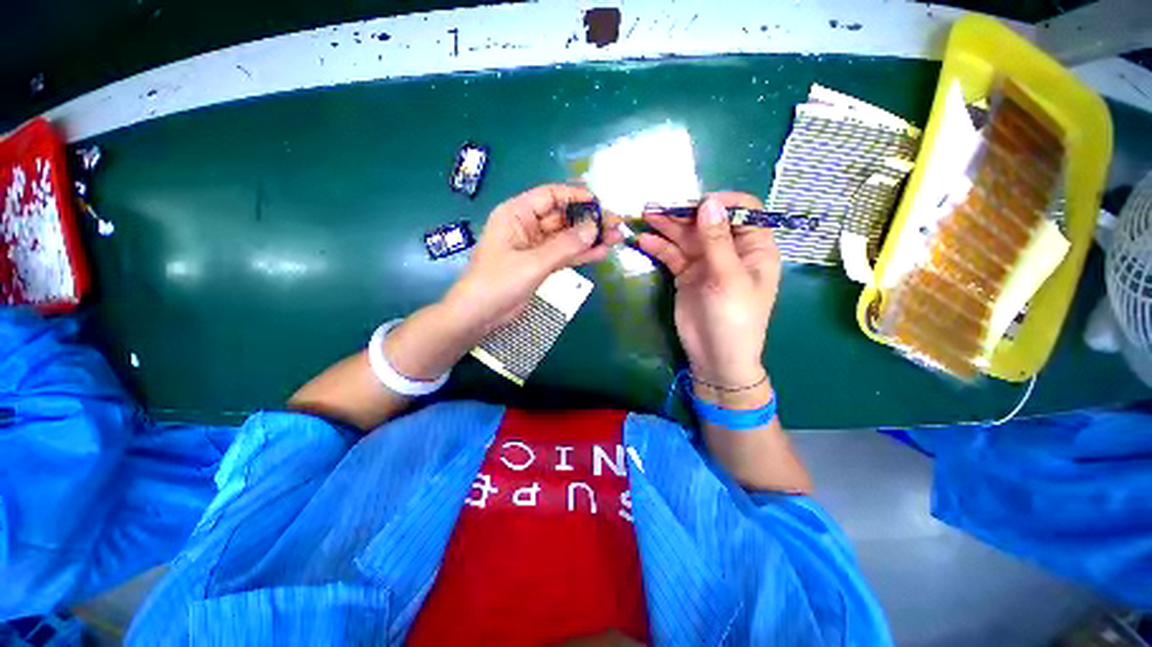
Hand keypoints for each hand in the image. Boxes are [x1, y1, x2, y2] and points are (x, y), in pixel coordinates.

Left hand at [441, 184, 621, 339]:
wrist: (480, 314)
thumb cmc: (498, 282)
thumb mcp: (533, 262)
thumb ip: (564, 246)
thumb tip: (593, 228)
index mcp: (516, 214)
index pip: (550, 196)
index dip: (575, 197)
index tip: (600, 203)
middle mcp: (526, 226)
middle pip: (562, 217)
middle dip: (588, 221)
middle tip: (616, 225)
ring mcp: (534, 247)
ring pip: (566, 238)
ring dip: (589, 238)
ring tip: (615, 239)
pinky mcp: (540, 264)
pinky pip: (563, 255)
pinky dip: (580, 254)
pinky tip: (601, 253)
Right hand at [637, 193, 779, 388]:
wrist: (714, 356)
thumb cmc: (734, 318)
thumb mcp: (728, 278)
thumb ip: (717, 240)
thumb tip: (708, 202)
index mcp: (754, 248)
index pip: (743, 211)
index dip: (721, 203)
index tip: (697, 205)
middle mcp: (730, 250)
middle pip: (707, 221)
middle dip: (684, 213)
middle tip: (657, 207)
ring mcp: (705, 262)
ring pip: (686, 236)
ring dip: (667, 226)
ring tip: (645, 216)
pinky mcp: (685, 275)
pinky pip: (672, 255)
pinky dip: (659, 247)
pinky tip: (644, 241)